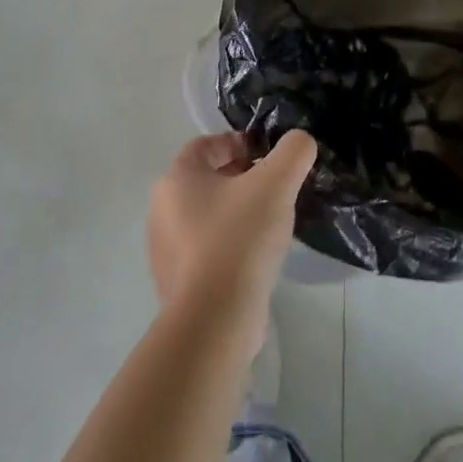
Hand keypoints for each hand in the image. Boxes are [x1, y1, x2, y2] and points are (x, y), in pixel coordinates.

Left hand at [146, 130, 316, 348]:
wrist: (214, 319)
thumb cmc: (239, 237)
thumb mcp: (276, 183)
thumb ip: (293, 151)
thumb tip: (300, 142)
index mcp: (176, 178)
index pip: (206, 145)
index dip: (238, 143)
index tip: (268, 157)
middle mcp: (162, 209)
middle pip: (207, 180)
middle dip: (241, 178)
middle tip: (275, 189)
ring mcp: (164, 249)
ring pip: (207, 215)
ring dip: (236, 212)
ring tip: (269, 225)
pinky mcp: (176, 283)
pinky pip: (206, 250)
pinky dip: (229, 245)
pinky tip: (254, 259)